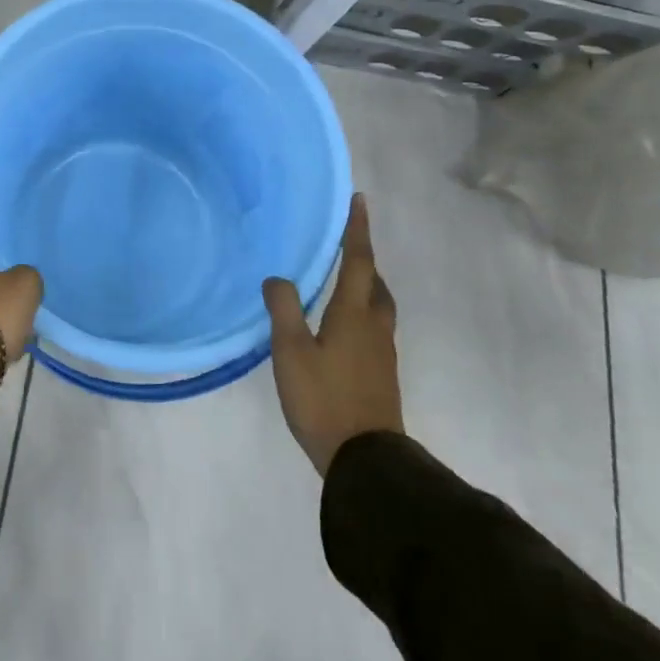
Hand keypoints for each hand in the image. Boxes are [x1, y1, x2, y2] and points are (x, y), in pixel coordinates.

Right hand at [264, 194, 403, 475]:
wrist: (366, 460)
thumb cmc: (324, 398)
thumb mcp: (291, 352)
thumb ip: (283, 309)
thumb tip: (277, 277)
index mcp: (354, 314)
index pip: (359, 261)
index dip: (357, 230)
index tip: (359, 200)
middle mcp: (374, 327)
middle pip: (377, 283)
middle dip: (365, 259)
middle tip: (346, 244)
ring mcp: (382, 353)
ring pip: (378, 306)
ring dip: (365, 286)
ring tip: (342, 281)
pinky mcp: (381, 374)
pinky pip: (374, 328)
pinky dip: (361, 312)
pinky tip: (341, 326)